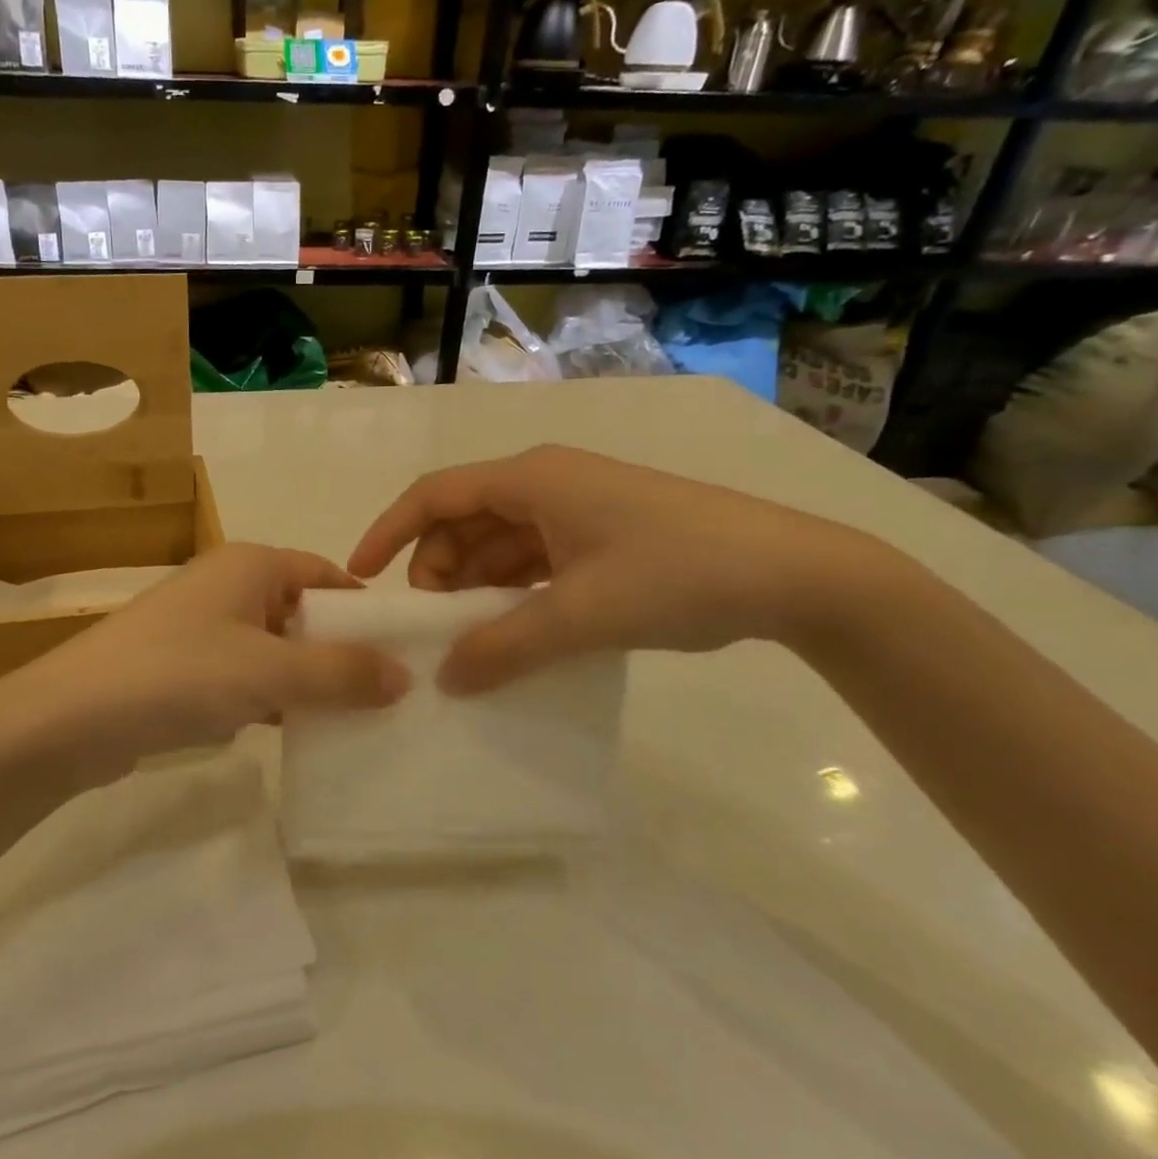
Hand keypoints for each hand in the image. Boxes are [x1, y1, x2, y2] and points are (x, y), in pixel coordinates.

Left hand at [0, 544, 410, 783]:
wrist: (69, 718)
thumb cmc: (177, 673)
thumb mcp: (269, 670)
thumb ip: (339, 672)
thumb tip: (405, 675)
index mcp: (251, 564)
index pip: (327, 574)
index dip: (365, 610)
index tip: (403, 651)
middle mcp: (228, 585)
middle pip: (303, 611)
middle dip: (341, 651)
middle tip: (389, 695)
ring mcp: (202, 627)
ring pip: (275, 648)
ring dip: (308, 679)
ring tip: (356, 719)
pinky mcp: (184, 668)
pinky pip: (246, 676)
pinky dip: (272, 698)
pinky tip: (296, 732)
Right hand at [349, 445, 883, 693]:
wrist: (796, 574)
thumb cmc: (677, 573)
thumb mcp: (581, 615)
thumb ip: (504, 647)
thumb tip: (445, 679)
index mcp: (531, 479)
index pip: (435, 494)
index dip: (390, 530)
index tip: (361, 573)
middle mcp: (546, 482)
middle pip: (464, 518)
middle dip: (437, 567)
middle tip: (431, 624)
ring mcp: (576, 506)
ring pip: (499, 539)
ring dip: (476, 582)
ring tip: (470, 635)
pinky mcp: (601, 531)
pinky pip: (534, 555)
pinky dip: (514, 588)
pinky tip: (514, 626)